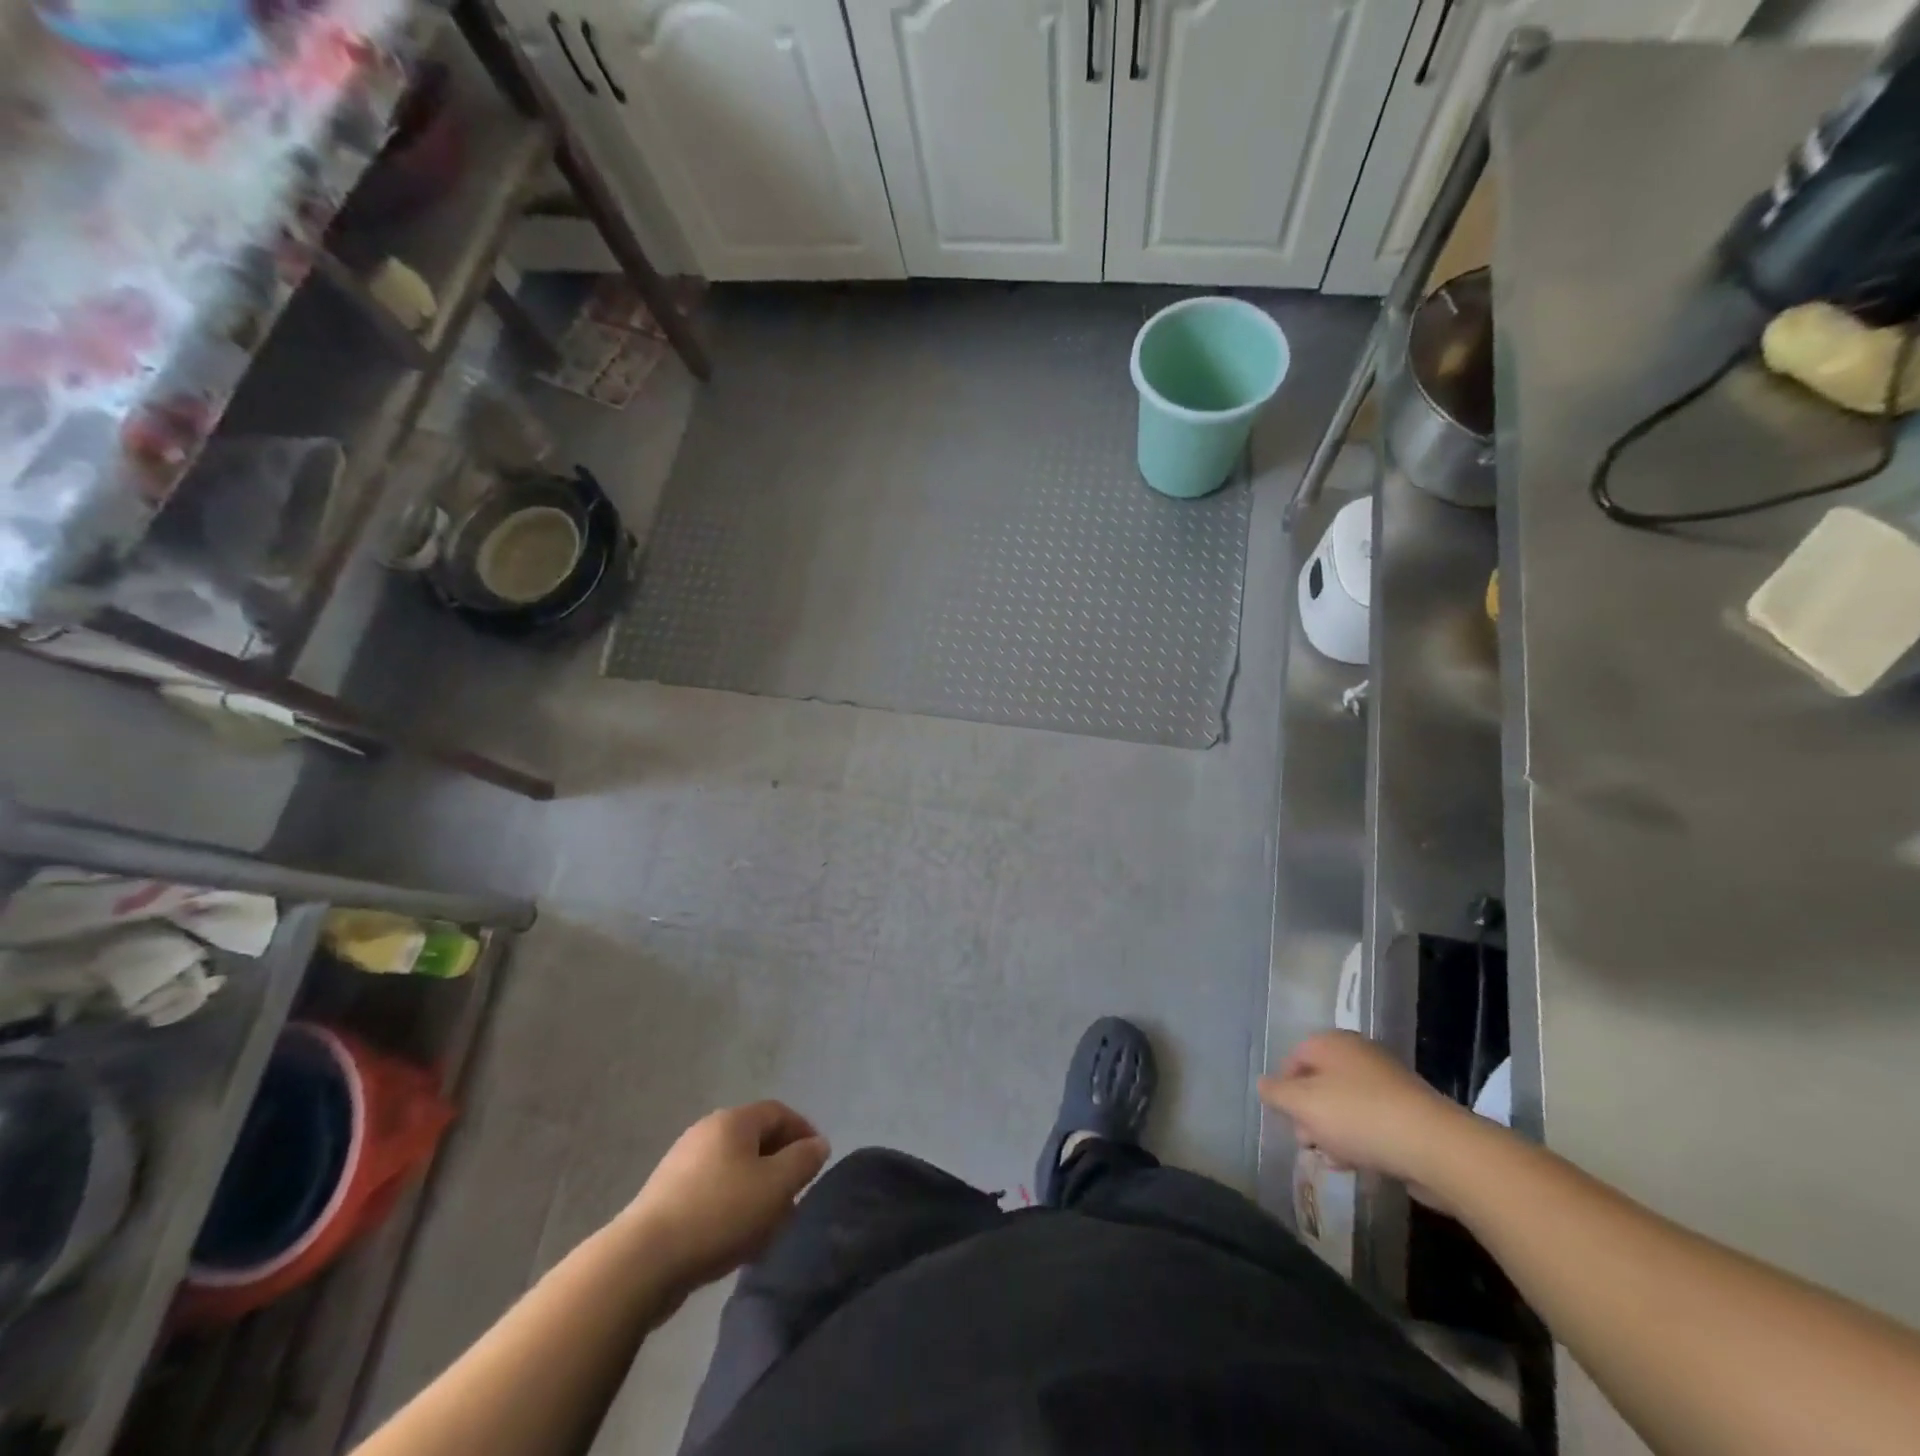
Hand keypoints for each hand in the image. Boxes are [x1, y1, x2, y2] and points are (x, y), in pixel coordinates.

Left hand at [619, 1101, 829, 1289]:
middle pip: (755, 1141)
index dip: (803, 1132)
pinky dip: (732, 1208)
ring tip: (769, 1228)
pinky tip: (737, 1242)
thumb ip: (803, 1161)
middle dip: (780, 1167)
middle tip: (796, 1198)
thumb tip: (817, 1145)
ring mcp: (682, 1164)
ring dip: (757, 1192)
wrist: (643, 1261)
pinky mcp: (666, 1198)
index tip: (818, 1162)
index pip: (778, 1112)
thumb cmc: (719, 1213)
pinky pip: (712, 1193)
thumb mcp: (775, 1187)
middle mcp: (706, 1132)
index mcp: (733, 1121)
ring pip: (734, 1170)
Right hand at [1259, 1032, 1480, 1210]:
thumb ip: (1276, 1093)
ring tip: (1336, 1159)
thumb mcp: (1303, 1104)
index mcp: (1332, 1042)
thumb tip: (1263, 1084)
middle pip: (1320, 1082)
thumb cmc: (1358, 1116)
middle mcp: (1360, 1053)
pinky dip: (1363, 1139)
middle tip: (1309, 1141)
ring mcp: (1389, 1081)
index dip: (1284, 1089)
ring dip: (1335, 1132)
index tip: (1286, 1119)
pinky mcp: (1412, 1111)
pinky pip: (1374, 1122)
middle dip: (1310, 1114)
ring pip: (1347, 1105)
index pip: (1294, 1058)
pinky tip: (1362, 1164)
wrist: (1436, 1147)